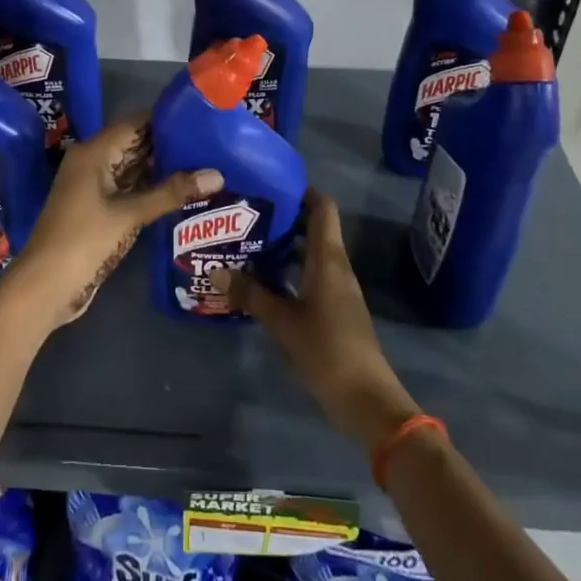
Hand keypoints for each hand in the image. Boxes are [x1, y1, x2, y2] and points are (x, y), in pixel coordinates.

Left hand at [0, 115, 220, 330]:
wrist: (46, 286)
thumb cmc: (84, 240)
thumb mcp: (130, 214)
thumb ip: (171, 192)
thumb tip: (217, 174)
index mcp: (92, 152)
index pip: (134, 123)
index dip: (165, 119)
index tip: (200, 117)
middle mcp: (92, 163)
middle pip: (134, 144)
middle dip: (168, 144)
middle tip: (210, 142)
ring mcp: (94, 187)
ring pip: (132, 168)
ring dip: (162, 168)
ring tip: (204, 162)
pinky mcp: (99, 209)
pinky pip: (129, 189)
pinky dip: (151, 188)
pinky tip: (182, 190)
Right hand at [234, 189, 421, 448]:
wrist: (365, 398)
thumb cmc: (325, 349)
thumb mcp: (281, 321)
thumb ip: (249, 294)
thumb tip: (214, 271)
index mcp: (328, 259)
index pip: (322, 208)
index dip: (301, 190)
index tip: (270, 183)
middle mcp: (336, 266)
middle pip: (314, 228)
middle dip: (283, 217)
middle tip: (245, 213)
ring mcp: (338, 288)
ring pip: (310, 253)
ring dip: (283, 246)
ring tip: (247, 242)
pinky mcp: (335, 308)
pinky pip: (310, 275)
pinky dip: (289, 270)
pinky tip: (263, 280)